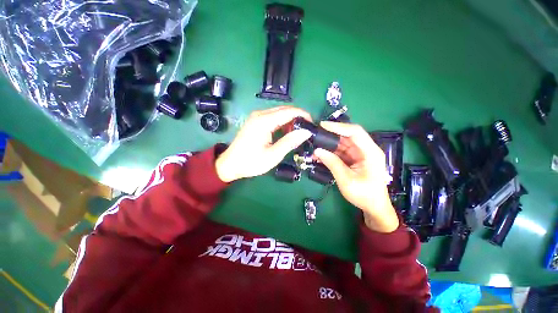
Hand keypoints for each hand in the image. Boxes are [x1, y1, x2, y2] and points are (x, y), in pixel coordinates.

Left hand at [215, 106, 312, 182]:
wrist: (230, 164)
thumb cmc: (251, 162)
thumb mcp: (273, 155)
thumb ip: (290, 142)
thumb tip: (306, 132)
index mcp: (264, 121)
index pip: (289, 111)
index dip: (304, 115)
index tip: (313, 125)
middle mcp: (260, 114)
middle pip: (285, 109)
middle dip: (298, 117)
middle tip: (307, 131)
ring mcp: (257, 117)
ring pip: (279, 112)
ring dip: (291, 120)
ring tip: (298, 134)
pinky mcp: (256, 121)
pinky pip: (273, 117)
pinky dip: (283, 123)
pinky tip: (286, 133)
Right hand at [313, 121, 398, 232]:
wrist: (374, 207)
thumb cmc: (364, 195)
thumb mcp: (346, 180)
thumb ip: (332, 163)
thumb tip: (317, 150)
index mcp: (370, 152)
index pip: (355, 132)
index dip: (338, 127)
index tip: (322, 126)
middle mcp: (366, 149)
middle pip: (347, 136)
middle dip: (330, 135)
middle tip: (315, 135)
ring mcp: (359, 154)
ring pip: (342, 144)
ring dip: (328, 145)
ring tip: (314, 147)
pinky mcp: (354, 159)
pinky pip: (340, 152)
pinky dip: (330, 153)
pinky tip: (319, 155)